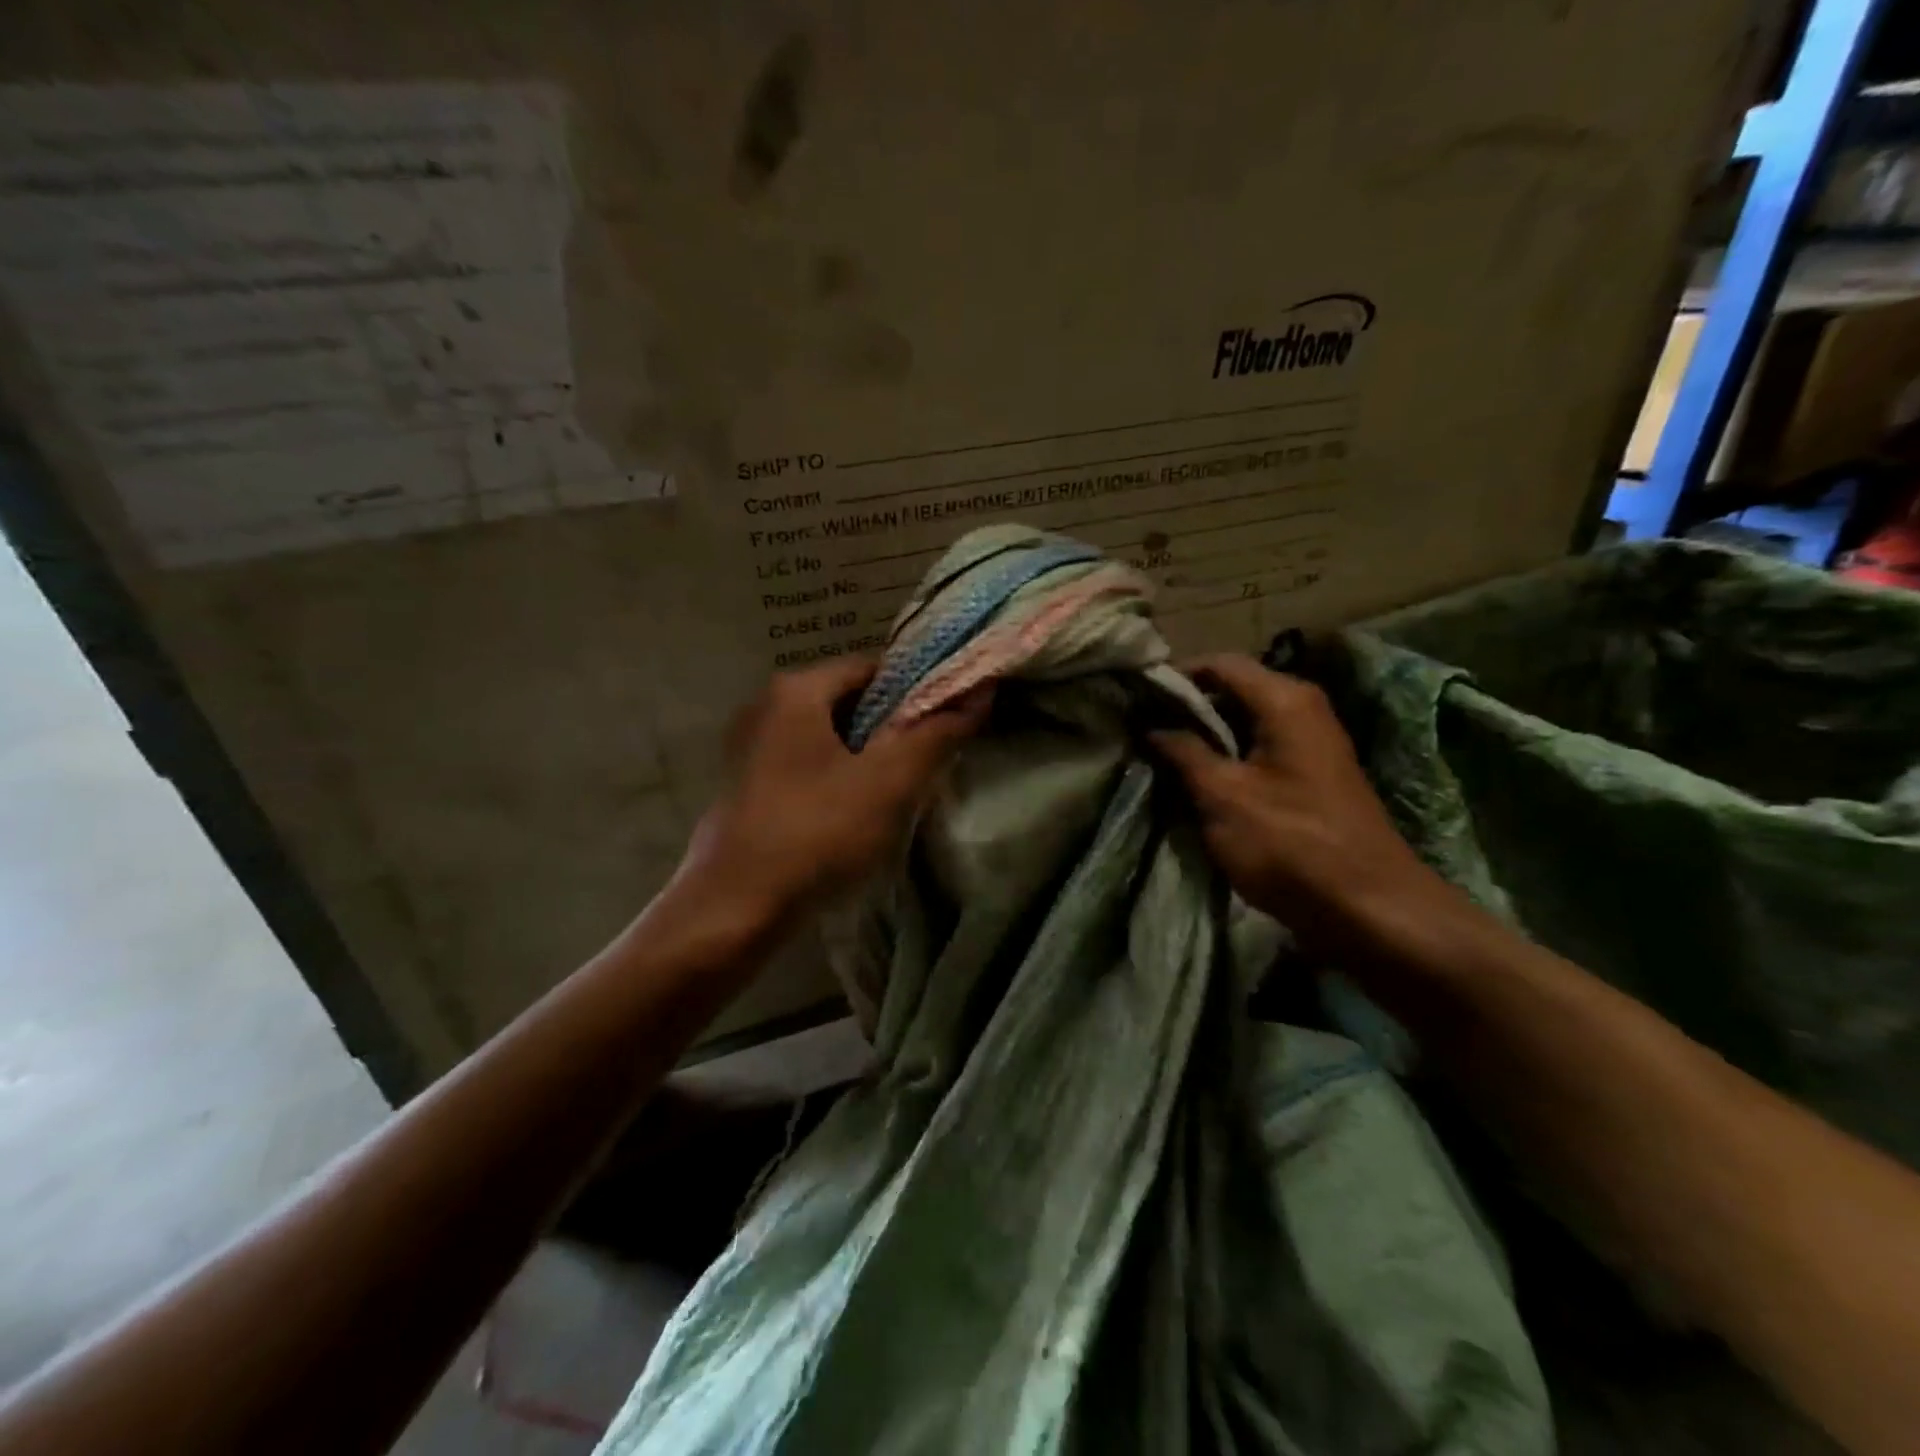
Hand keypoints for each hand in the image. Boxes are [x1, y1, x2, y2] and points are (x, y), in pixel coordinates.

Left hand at [675, 658, 991, 923]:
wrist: (733, 911)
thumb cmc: (816, 833)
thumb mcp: (890, 782)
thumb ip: (937, 733)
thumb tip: (981, 692)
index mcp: (796, 689)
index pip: (874, 667)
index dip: (919, 690)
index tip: (950, 722)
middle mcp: (767, 707)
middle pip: (851, 701)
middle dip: (895, 728)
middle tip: (931, 761)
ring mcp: (752, 748)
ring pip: (831, 737)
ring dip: (870, 757)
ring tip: (902, 790)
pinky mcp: (748, 787)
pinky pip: (808, 765)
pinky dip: (840, 778)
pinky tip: (858, 814)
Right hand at [1151, 653, 1463, 960]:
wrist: (1370, 908)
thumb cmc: (1291, 844)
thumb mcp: (1223, 795)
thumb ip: (1184, 752)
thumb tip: (1152, 725)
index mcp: (1285, 701)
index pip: (1220, 664)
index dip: (1175, 676)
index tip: (1136, 697)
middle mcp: (1303, 709)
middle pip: (1234, 690)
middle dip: (1187, 708)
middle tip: (1141, 728)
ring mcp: (1311, 743)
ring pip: (1245, 723)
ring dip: (1204, 736)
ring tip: (1159, 754)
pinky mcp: (1311, 776)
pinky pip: (1259, 749)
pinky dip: (1227, 757)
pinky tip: (1196, 780)